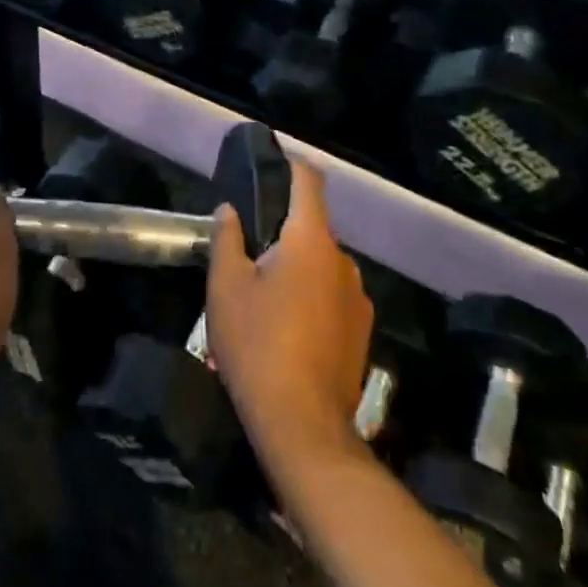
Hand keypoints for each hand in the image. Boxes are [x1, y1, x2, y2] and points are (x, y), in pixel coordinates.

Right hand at [205, 161, 371, 471]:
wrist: (303, 425)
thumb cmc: (257, 344)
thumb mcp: (225, 287)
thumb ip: (227, 239)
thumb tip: (230, 211)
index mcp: (310, 242)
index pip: (309, 182)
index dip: (291, 165)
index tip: (271, 162)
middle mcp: (343, 262)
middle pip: (311, 228)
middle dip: (280, 231)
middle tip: (245, 250)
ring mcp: (358, 299)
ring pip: (320, 265)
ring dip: (294, 268)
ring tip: (260, 297)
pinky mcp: (361, 331)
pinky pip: (331, 296)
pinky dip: (309, 297)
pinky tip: (284, 328)